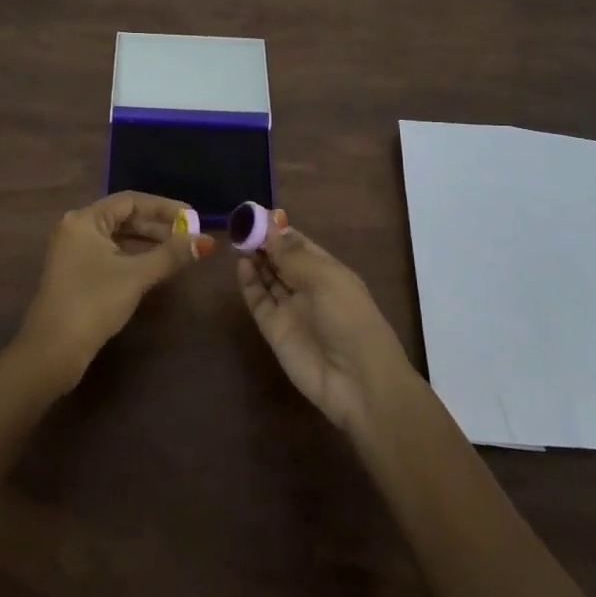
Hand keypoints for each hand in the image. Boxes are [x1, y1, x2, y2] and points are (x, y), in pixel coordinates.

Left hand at [18, 191, 212, 389]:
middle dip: (158, 226)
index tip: (193, 218)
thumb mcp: (136, 276)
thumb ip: (171, 255)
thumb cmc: (94, 303)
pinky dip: (133, 256)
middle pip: (123, 217)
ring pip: (117, 237)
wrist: (52, 351)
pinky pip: (110, 253)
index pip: (131, 201)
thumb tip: (205, 242)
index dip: (164, 208)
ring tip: (178, 251)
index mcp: (85, 219)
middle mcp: (76, 228)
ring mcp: (73, 251)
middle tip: (189, 235)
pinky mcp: (76, 272)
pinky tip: (155, 266)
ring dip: (147, 242)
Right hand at [237, 212, 413, 436]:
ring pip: (268, 278)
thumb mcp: (326, 279)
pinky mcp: (274, 330)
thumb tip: (270, 225)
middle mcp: (309, 288)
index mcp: (329, 272)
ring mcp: (291, 310)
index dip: (279, 230)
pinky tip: (241, 264)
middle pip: (281, 260)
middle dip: (263, 242)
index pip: (300, 244)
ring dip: (255, 259)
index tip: (256, 214)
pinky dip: (249, 283)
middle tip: (240, 224)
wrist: (358, 382)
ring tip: (237, 239)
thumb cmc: (350, 320)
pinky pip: (259, 301)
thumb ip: (293, 254)